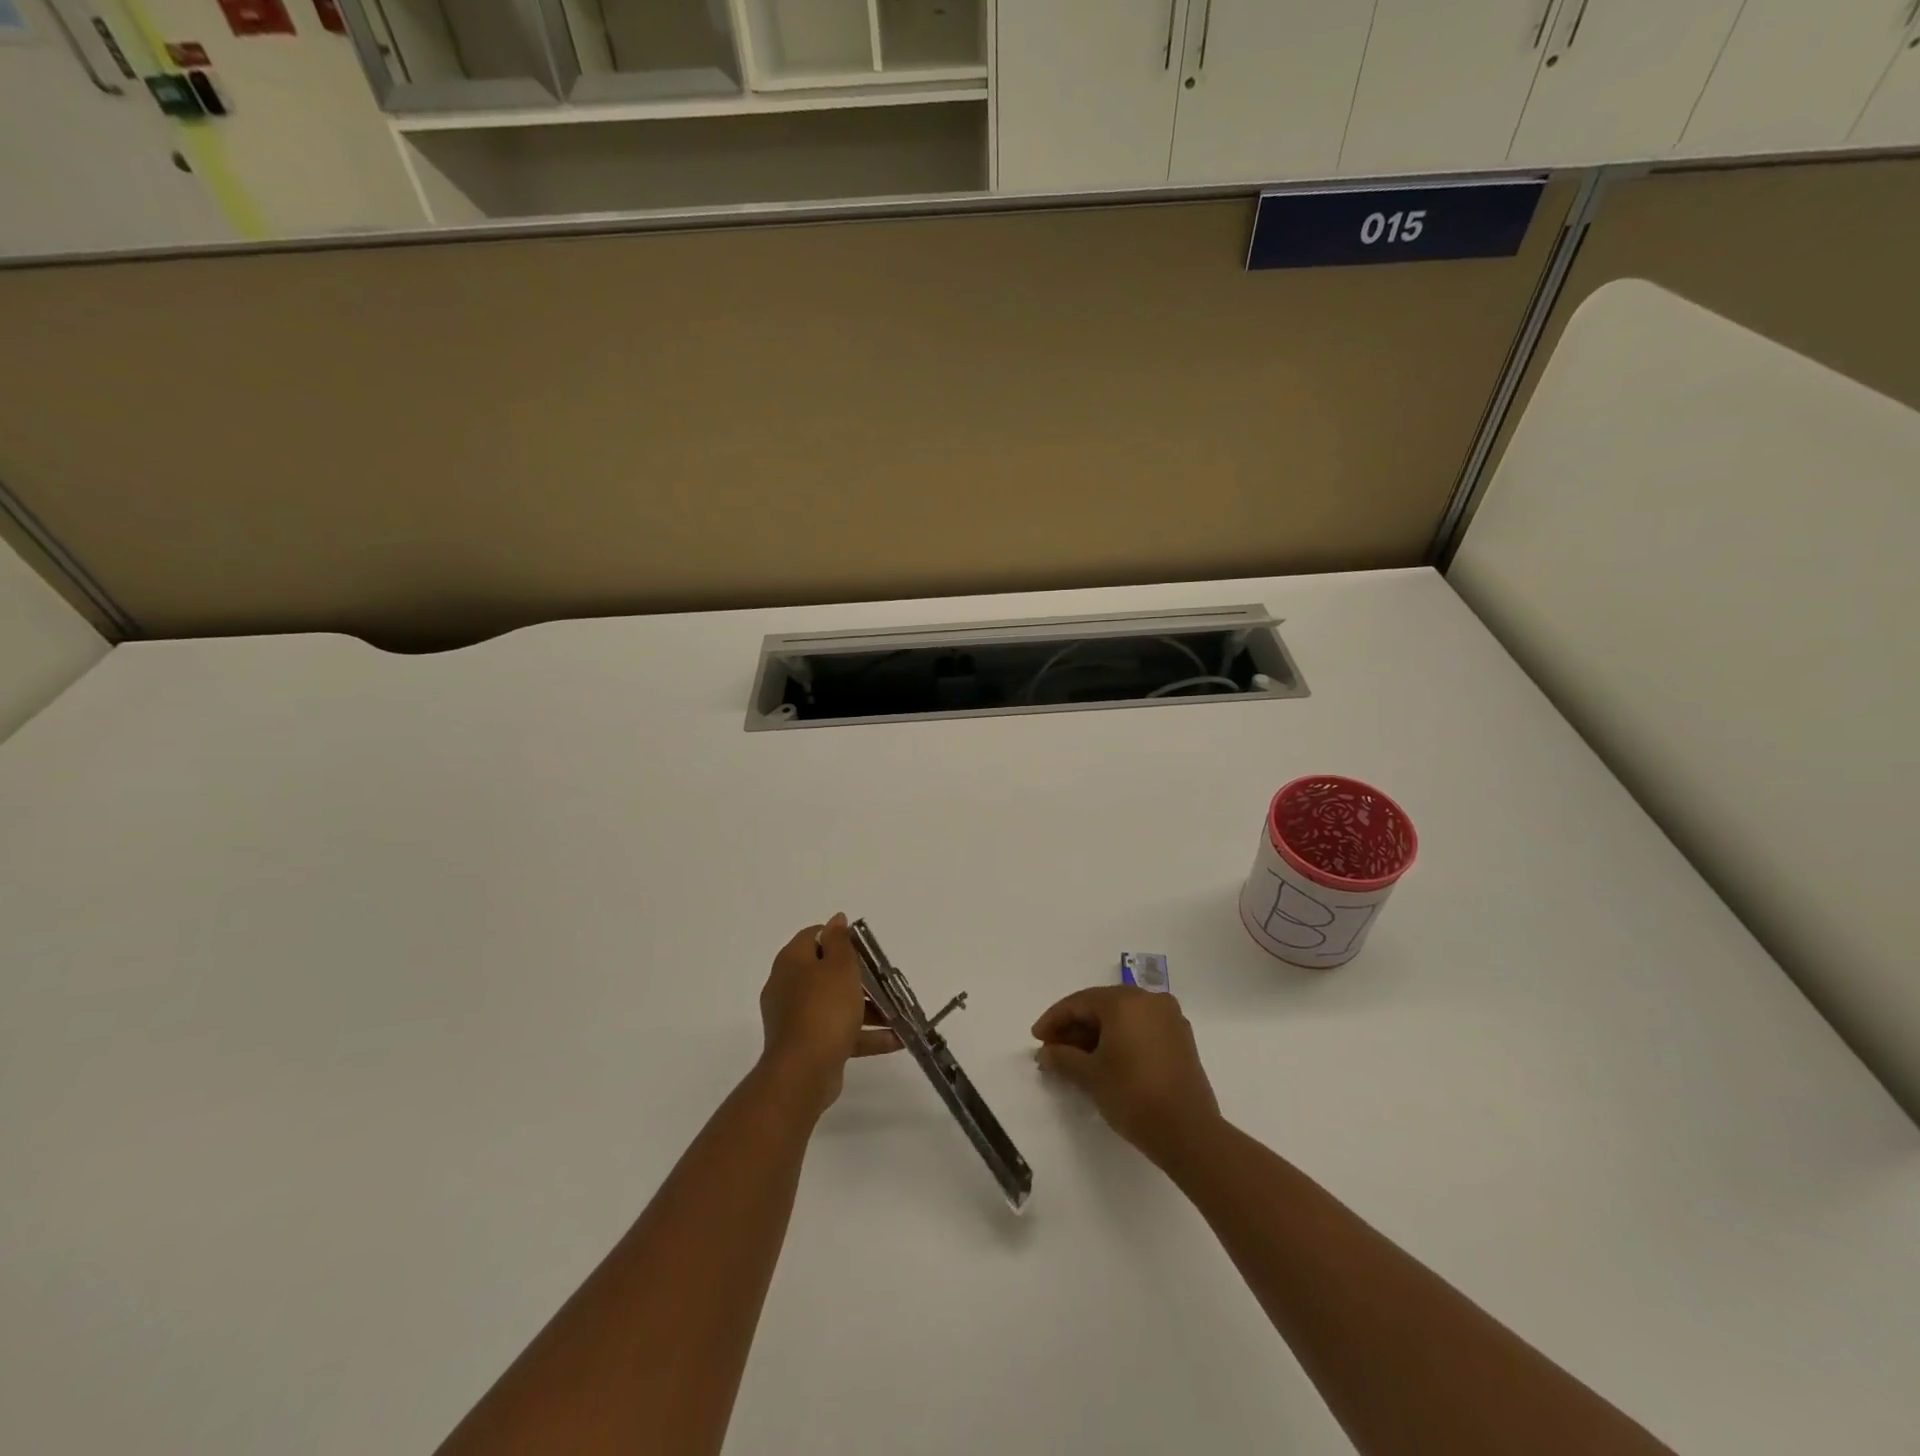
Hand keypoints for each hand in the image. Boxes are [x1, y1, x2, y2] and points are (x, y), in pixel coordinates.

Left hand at [759, 914, 898, 1114]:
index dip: (839, 937)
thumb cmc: (824, 1009)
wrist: (803, 1073)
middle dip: (860, 977)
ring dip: (868, 1008)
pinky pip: (838, 1032)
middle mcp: (789, 986)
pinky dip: (864, 1034)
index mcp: (792, 962)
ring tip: (899, 1014)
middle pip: (826, 972)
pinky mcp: (807, 1045)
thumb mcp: (839, 967)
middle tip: (886, 980)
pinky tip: (895, 1040)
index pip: (814, 936)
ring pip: (836, 1004)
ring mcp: (796, 1018)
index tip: (866, 948)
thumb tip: (836, 918)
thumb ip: (840, 941)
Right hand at [1032, 986, 1220, 1165]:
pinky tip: (1104, 1061)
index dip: (1054, 1020)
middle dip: (1074, 1028)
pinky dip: (1120, 1039)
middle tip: (1053, 1051)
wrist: (1189, 1133)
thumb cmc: (1133, 1095)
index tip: (1036, 1039)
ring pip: (1122, 1018)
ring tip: (1075, 1060)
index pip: (1079, 1002)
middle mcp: (1149, 999)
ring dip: (1096, 1035)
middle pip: (1101, 1006)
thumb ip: (1062, 1058)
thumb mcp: (1090, 1076)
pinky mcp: (1180, 1038)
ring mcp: (1169, 1017)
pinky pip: (1141, 1028)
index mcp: (1125, 1000)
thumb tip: (1046, 1054)